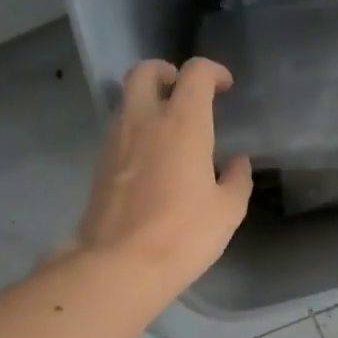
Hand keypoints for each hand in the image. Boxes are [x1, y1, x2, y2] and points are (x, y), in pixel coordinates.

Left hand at [72, 58, 252, 290]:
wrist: (119, 265)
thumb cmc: (183, 234)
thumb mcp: (227, 211)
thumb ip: (237, 179)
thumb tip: (237, 162)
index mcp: (182, 123)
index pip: (195, 73)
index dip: (213, 72)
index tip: (225, 87)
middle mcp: (144, 121)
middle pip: (145, 72)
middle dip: (166, 72)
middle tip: (184, 91)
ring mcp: (115, 141)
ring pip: (127, 101)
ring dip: (148, 103)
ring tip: (170, 131)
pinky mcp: (99, 165)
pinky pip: (119, 131)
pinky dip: (136, 131)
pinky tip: (152, 160)